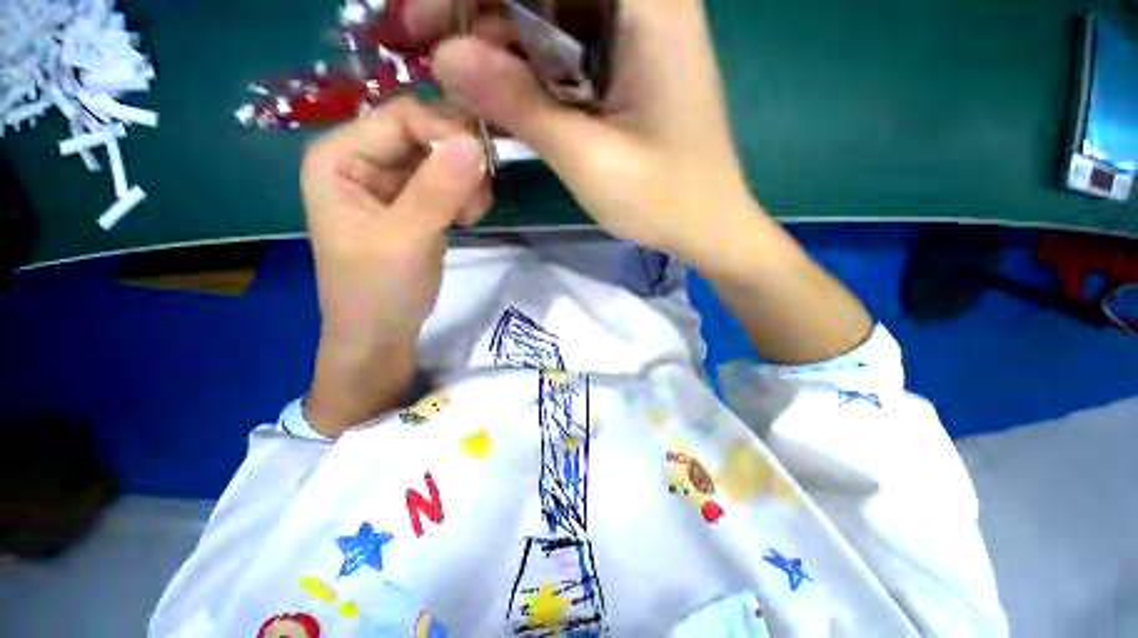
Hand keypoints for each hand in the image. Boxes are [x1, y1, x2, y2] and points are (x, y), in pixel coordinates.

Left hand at [301, 98, 489, 434]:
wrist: (381, 335)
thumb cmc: (378, 292)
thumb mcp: (404, 241)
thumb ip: (437, 191)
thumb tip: (476, 144)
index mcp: (339, 157)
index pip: (401, 117)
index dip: (445, 133)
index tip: (482, 167)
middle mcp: (362, 159)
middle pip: (425, 133)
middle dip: (459, 161)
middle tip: (478, 197)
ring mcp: (391, 181)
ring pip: (443, 156)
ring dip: (467, 180)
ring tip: (470, 216)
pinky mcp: (414, 202)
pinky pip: (449, 180)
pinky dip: (466, 194)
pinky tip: (467, 218)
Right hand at [406, 0, 756, 263]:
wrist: (706, 224)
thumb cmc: (662, 200)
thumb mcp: (588, 159)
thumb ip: (520, 105)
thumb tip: (445, 58)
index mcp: (649, 3)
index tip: (423, 16)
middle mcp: (645, 0)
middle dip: (477, 7)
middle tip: (426, 46)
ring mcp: (636, 30)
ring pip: (548, 9)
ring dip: (497, 38)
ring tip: (457, 77)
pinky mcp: (627, 62)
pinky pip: (564, 45)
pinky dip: (527, 64)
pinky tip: (501, 90)